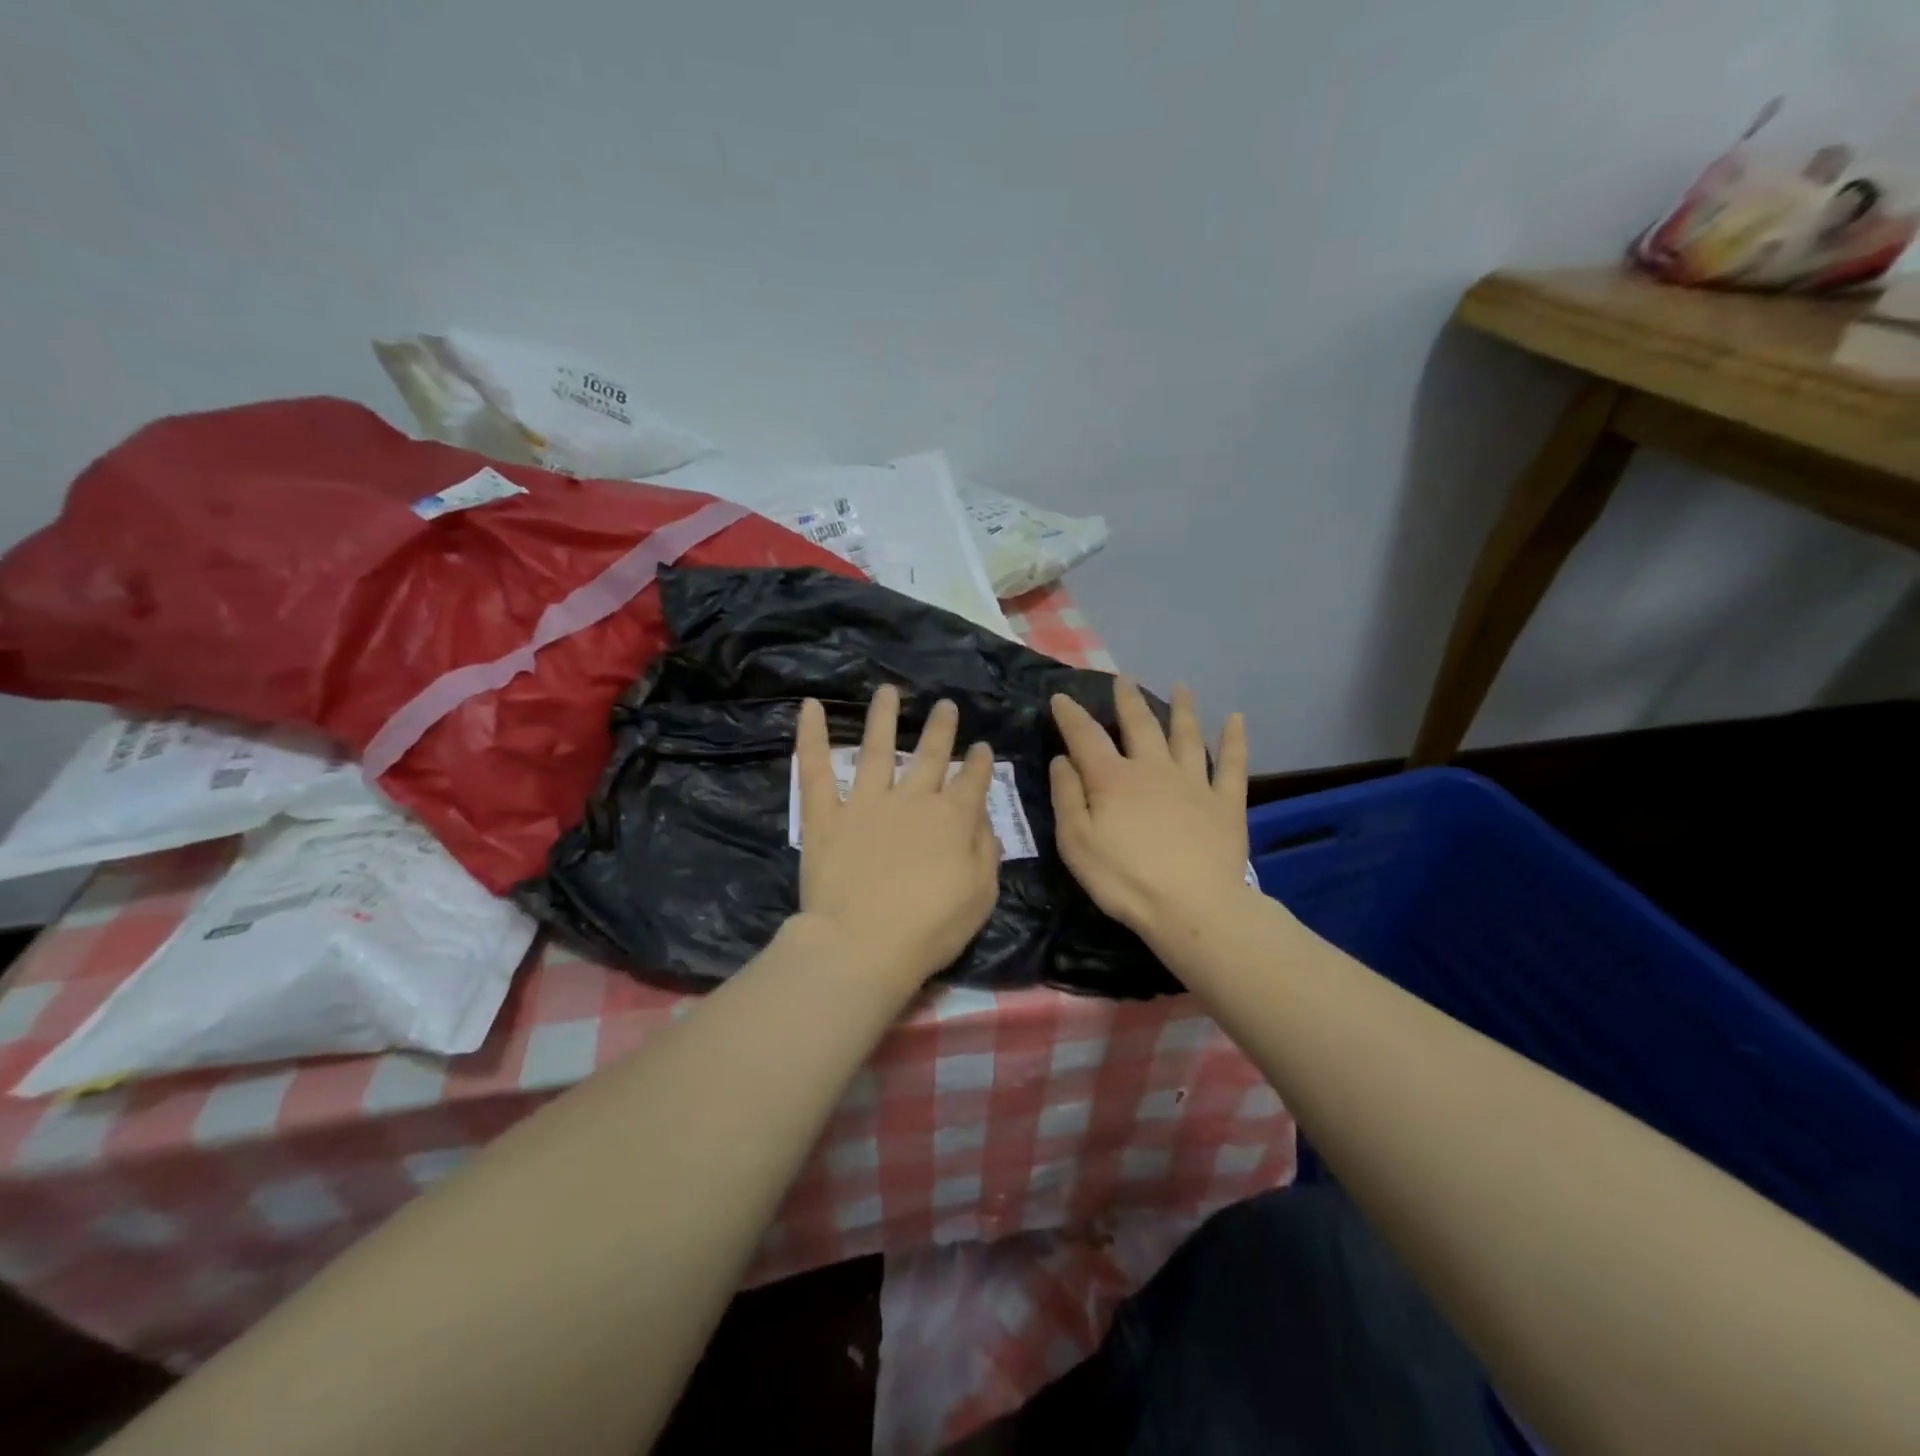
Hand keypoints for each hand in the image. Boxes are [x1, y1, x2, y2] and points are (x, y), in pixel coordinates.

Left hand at [793, 686, 1000, 987]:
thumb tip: (983, 819)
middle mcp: (913, 799)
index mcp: (953, 819)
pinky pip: (817, 770)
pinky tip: (809, 707)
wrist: (863, 944)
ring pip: (878, 749)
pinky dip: (810, 737)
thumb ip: (986, 852)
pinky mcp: (826, 815)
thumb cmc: (930, 928)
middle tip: (946, 705)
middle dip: (941, 729)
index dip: (981, 763)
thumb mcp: (981, 895)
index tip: (982, 747)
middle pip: (931, 756)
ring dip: (884, 717)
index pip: (973, 782)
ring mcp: (867, 802)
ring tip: (888, 691)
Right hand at [1050, 679, 1251, 945]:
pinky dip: (1235, 740)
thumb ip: (1067, 797)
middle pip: (1140, 725)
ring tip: (1182, 686)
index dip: (1070, 715)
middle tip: (1123, 678)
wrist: (1193, 908)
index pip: (1086, 737)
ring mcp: (1194, 782)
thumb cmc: (1125, 880)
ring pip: (1187, 735)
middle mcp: (1153, 769)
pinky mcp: (1226, 802)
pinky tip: (1237, 719)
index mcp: (1113, 779)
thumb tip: (1063, 759)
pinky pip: (1232, 764)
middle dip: (1128, 700)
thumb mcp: (1077, 843)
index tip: (1061, 698)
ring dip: (1183, 708)